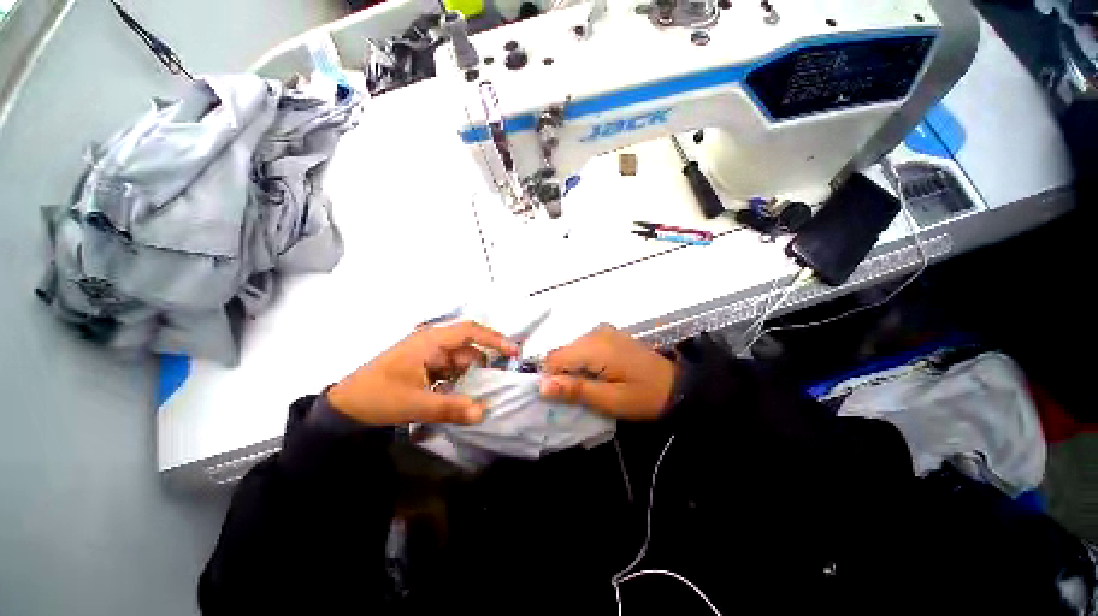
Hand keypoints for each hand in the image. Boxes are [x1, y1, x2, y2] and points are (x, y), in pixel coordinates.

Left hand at [328, 322, 518, 425]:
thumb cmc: (378, 396)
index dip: (494, 339)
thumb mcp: (415, 404)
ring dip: (469, 379)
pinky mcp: (426, 368)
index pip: (470, 331)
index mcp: (430, 341)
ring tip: (477, 396)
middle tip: (495, 387)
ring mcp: (429, 355)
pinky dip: (459, 383)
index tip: (513, 352)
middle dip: (482, 368)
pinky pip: (451, 372)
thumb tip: (483, 413)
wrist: (345, 407)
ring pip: (461, 363)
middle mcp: (433, 343)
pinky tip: (459, 398)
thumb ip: (451, 408)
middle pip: (468, 350)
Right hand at [539, 325, 675, 420]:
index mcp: (595, 346)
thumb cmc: (644, 396)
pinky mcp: (607, 334)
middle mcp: (595, 332)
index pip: (554, 358)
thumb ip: (576, 390)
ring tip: (593, 386)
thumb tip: (542, 386)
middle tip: (582, 395)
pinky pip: (582, 347)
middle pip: (561, 353)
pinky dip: (583, 362)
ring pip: (570, 350)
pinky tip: (599, 375)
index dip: (552, 379)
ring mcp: (602, 331)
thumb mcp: (611, 400)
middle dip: (564, 374)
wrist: (676, 385)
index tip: (564, 397)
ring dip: (573, 369)